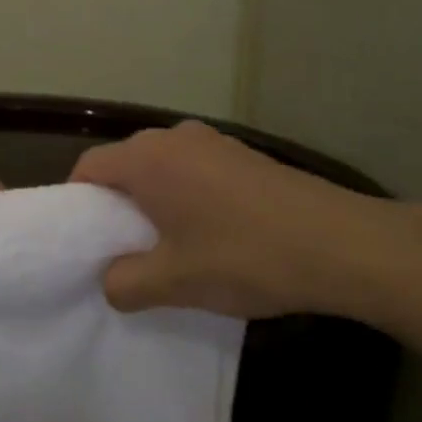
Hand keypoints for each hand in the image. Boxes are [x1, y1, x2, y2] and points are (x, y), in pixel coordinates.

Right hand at [70, 120, 421, 321]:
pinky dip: (187, 194)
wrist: (344, 245)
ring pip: (162, 167)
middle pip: (125, 163)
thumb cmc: (244, 256)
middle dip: (117, 203)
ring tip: (169, 243)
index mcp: (146, 158)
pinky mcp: (245, 154)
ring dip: (155, 199)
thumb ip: (125, 283)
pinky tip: (212, 233)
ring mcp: (214, 141)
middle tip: (123, 246)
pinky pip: (195, 169)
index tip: (85, 239)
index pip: (88, 167)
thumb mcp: (174, 282)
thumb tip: (111, 281)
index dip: (78, 202)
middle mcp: (174, 137)